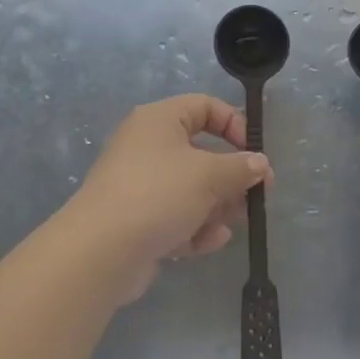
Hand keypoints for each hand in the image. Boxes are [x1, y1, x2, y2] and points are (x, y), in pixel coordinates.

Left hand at [66, 95, 270, 303]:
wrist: (100, 251)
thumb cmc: (158, 194)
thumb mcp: (208, 175)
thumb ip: (240, 167)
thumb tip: (260, 163)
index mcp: (159, 120)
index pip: (204, 107)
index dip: (234, 124)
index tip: (253, 152)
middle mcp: (147, 146)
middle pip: (200, 152)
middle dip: (230, 175)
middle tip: (255, 195)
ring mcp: (139, 184)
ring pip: (190, 188)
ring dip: (216, 205)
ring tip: (234, 221)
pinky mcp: (136, 220)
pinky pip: (174, 216)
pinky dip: (195, 227)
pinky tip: (212, 241)